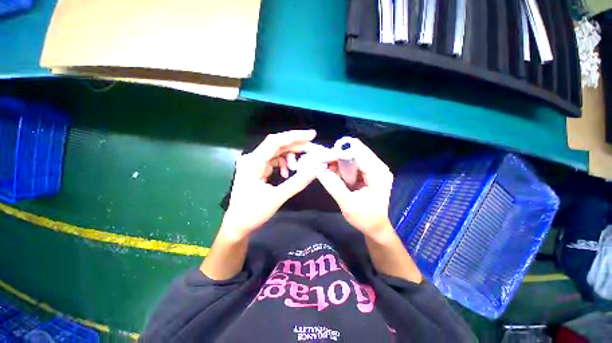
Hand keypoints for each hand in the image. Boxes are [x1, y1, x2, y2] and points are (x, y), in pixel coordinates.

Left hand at [222, 130, 325, 237]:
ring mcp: (254, 163)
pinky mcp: (258, 169)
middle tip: (314, 150)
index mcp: (253, 162)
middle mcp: (253, 158)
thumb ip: (297, 183)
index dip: (295, 136)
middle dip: (297, 147)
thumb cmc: (252, 213)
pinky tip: (287, 173)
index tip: (312, 135)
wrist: (238, 225)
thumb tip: (315, 170)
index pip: (275, 141)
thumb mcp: (277, 198)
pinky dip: (283, 164)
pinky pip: (274, 160)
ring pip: (277, 152)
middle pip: (278, 145)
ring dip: (290, 157)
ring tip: (297, 167)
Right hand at [317, 138, 393, 236]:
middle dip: (338, 155)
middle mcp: (379, 166)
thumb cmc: (365, 218)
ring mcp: (375, 168)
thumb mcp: (348, 204)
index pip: (358, 153)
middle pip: (356, 150)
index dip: (339, 152)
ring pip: (354, 154)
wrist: (376, 227)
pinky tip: (335, 173)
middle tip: (323, 163)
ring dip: (339, 160)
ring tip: (328, 170)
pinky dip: (342, 165)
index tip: (323, 157)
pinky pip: (353, 162)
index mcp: (378, 173)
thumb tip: (319, 169)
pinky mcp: (369, 171)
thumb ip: (334, 186)